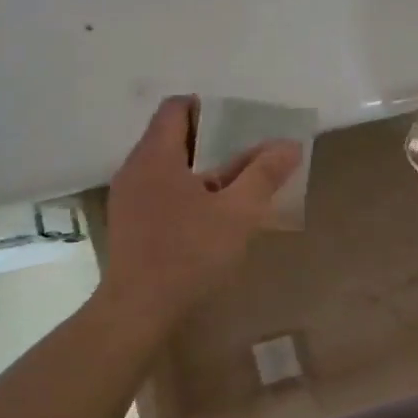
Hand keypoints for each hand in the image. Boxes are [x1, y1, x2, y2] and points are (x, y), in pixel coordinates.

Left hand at [98, 96, 302, 331]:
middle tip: (244, 154)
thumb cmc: (189, 253)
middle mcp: (135, 168)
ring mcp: (127, 197)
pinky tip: (208, 217)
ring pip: (165, 167)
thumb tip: (290, 145)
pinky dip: (184, 191)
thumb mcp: (237, 213)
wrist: (138, 309)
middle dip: (209, 141)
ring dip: (198, 170)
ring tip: (232, 187)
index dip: (207, 108)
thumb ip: (264, 175)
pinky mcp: (128, 223)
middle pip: (170, 136)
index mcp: (155, 156)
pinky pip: (158, 191)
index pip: (175, 108)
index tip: (237, 124)